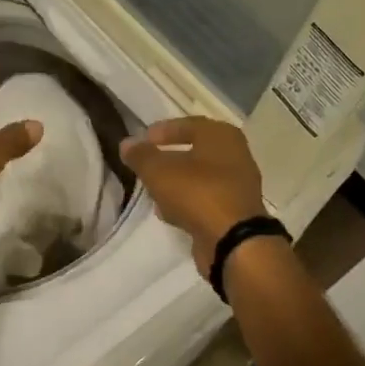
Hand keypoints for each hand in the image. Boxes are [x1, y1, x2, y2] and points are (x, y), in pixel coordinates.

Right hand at [120, 117, 267, 275]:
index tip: (141, 140)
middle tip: (145, 165)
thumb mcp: (159, 171)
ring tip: (152, 190)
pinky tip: (168, 212)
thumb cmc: (197, 193)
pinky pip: (204, 199)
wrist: (233, 240)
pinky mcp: (234, 211)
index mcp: (221, 136)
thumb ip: (141, 156)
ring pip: (199, 178)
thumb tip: (127, 143)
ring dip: (176, 183)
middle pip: (194, 152)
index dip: (162, 131)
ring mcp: (237, 185)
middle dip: (168, 159)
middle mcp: (235, 155)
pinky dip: (186, 202)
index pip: (188, 125)